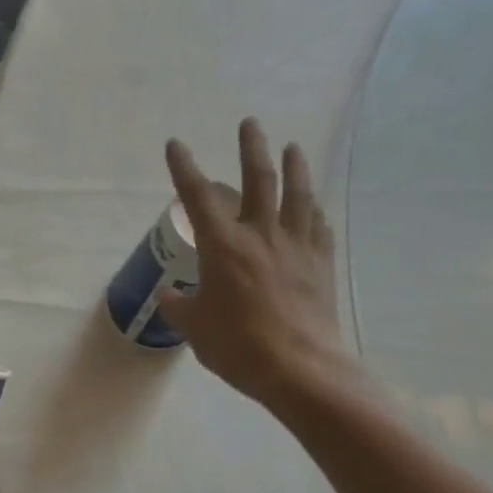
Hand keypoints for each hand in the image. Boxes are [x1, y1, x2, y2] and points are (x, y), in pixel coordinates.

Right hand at [159, 118, 364, 416]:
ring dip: (295, 167)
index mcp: (223, 246)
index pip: (198, 197)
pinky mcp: (321, 264)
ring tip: (293, 147)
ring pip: (298, 195)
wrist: (300, 369)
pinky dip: (315, 212)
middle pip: (260, 180)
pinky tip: (316, 208)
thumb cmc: (238, 346)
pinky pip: (319, 228)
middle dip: (252, 148)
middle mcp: (261, 235)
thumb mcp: (195, 328)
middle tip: (251, 123)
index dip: (184, 168)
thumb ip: (180, 306)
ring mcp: (297, 247)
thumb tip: (171, 295)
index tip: (176, 144)